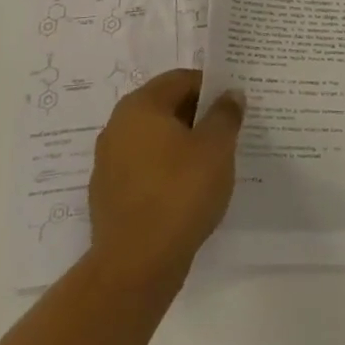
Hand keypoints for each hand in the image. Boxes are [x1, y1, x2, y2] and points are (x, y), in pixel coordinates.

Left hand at [89, 69, 243, 290]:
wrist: (136, 265)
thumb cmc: (180, 192)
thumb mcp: (216, 147)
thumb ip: (225, 114)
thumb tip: (230, 95)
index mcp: (140, 106)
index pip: (181, 79)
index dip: (211, 87)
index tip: (234, 104)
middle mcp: (117, 127)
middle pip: (165, 108)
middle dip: (198, 116)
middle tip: (229, 131)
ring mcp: (109, 163)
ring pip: (155, 140)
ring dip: (183, 144)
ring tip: (214, 162)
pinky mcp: (110, 195)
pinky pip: (146, 169)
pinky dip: (167, 171)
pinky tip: (190, 191)